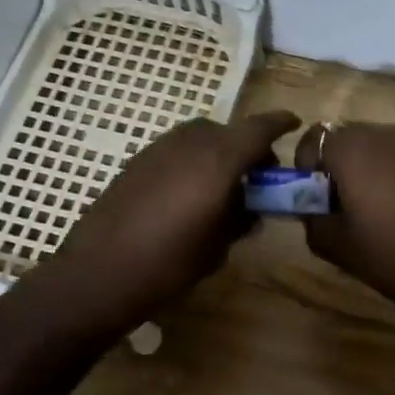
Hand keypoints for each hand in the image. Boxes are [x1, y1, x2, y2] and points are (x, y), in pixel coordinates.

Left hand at [28, 110, 300, 335]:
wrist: (100, 271)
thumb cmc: (169, 263)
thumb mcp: (217, 246)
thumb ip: (240, 219)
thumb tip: (250, 209)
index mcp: (218, 160)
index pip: (258, 129)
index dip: (279, 123)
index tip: (294, 123)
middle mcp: (189, 143)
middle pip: (227, 130)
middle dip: (247, 145)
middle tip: (256, 175)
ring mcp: (158, 148)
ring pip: (199, 136)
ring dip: (218, 150)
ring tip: (222, 184)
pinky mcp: (136, 161)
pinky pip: (176, 148)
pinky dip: (192, 158)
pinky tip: (189, 190)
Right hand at [293, 121, 394, 315]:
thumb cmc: (389, 255)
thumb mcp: (333, 244)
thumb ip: (310, 217)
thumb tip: (311, 206)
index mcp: (352, 149)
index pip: (313, 138)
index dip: (306, 164)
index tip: (314, 195)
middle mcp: (384, 134)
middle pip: (345, 137)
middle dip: (336, 162)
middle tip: (341, 200)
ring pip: (376, 144)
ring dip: (366, 165)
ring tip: (374, 203)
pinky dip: (394, 170)